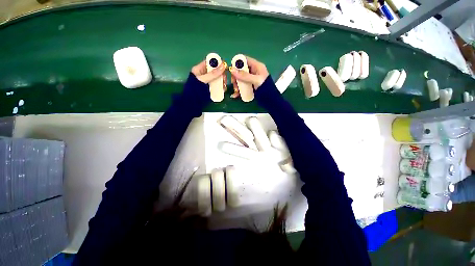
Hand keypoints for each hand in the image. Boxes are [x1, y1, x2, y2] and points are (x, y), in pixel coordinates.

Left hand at [191, 60, 226, 88]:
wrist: (192, 103)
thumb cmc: (195, 90)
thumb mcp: (203, 80)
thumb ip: (213, 74)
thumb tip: (223, 66)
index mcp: (199, 69)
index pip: (209, 62)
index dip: (217, 63)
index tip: (224, 66)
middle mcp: (204, 74)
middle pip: (215, 70)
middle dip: (221, 73)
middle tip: (224, 78)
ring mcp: (208, 81)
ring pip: (218, 78)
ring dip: (222, 80)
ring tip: (224, 85)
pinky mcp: (211, 88)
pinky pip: (218, 85)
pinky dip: (221, 86)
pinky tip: (223, 89)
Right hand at [229, 56, 268, 97]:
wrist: (270, 99)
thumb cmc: (265, 87)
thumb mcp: (255, 80)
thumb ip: (244, 76)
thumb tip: (232, 70)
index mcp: (256, 66)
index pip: (245, 60)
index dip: (237, 63)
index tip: (231, 69)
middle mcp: (253, 71)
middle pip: (241, 70)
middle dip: (236, 77)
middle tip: (234, 82)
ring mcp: (251, 79)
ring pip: (240, 79)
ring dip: (236, 84)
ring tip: (236, 90)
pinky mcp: (250, 87)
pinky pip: (242, 86)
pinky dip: (238, 90)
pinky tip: (236, 95)